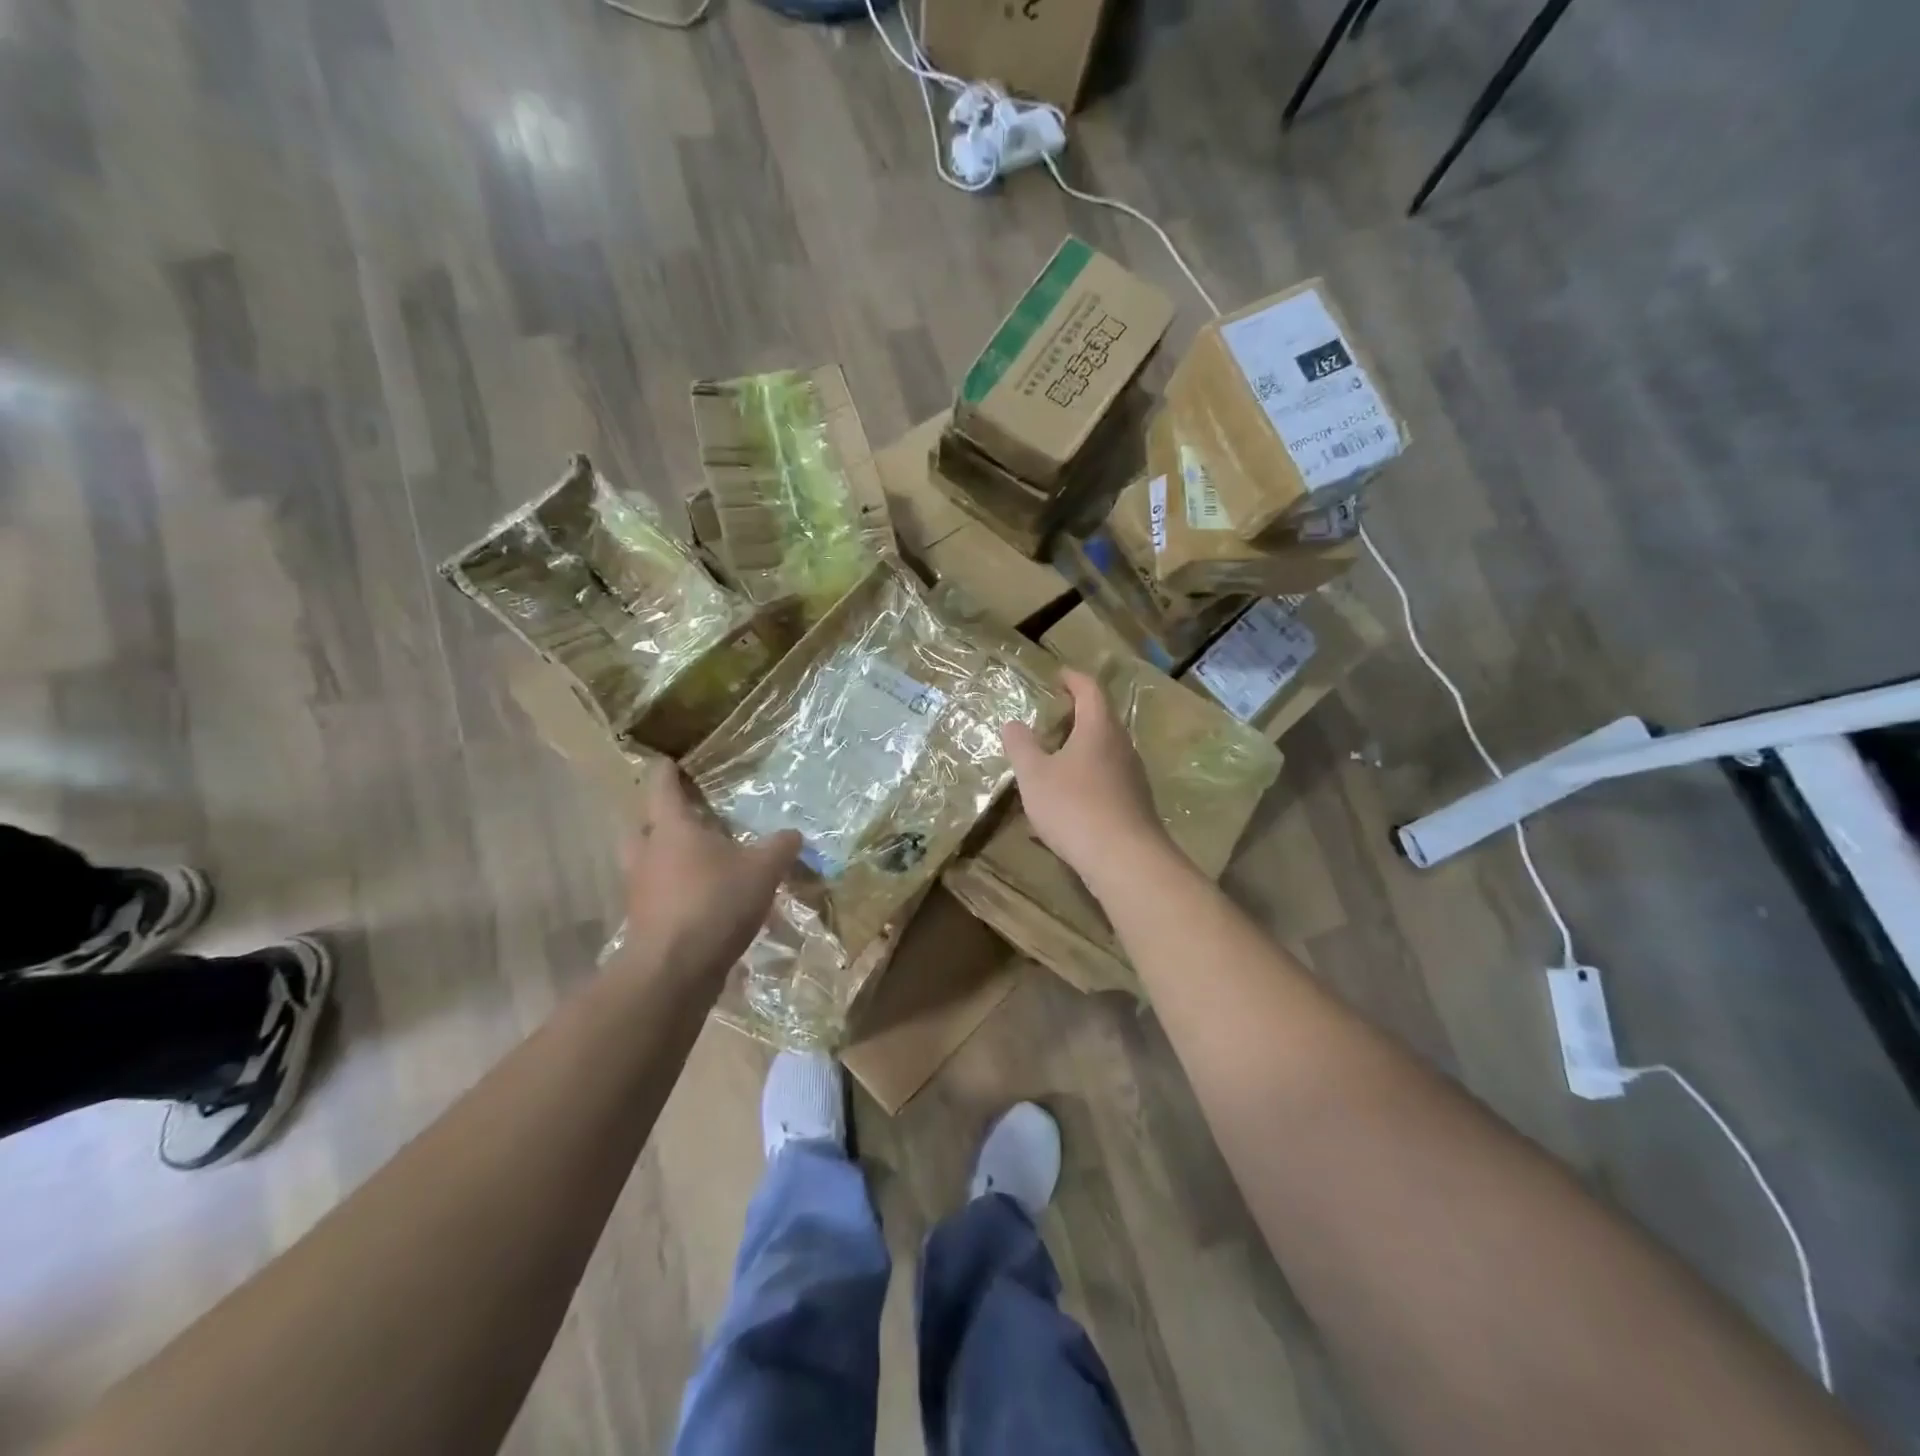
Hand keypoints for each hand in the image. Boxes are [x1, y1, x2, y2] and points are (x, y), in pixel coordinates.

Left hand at [618, 760, 801, 987]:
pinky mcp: (644, 921)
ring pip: (646, 862)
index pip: (662, 786)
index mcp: (671, 828)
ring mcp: (640, 890)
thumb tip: (794, 834)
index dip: (667, 770)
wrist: (675, 969)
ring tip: (696, 860)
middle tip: (683, 815)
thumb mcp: (763, 869)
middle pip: (642, 824)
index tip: (670, 760)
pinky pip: (656, 895)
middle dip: (658, 818)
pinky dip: (673, 891)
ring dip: (664, 857)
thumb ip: (780, 847)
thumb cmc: (715, 902)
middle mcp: (648, 853)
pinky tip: (701, 900)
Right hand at [1001, 669, 1171, 882]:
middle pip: (1102, 720)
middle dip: (1077, 715)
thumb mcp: (1035, 776)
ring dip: (1083, 749)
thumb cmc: (1074, 807)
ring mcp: (1133, 776)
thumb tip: (1012, 723)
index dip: (1074, 679)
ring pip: (1106, 751)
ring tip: (1056, 758)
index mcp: (1099, 729)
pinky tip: (1069, 799)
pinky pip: (1108, 779)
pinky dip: (1088, 777)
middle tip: (1051, 718)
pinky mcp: (1135, 804)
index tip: (1058, 676)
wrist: (1124, 859)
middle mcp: (1122, 746)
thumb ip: (1021, 746)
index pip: (1090, 690)